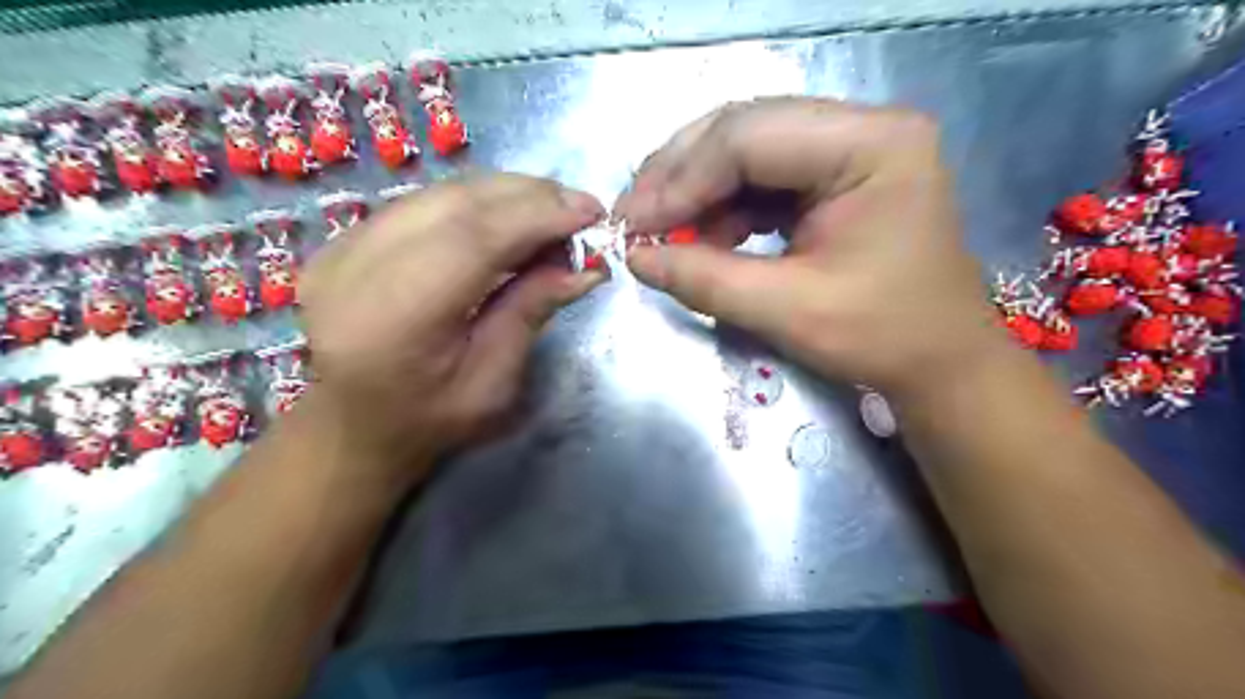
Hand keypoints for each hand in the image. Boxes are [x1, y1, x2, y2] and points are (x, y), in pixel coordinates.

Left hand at [299, 173, 605, 471]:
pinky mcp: (342, 239)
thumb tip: (585, 268)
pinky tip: (508, 215)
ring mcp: (340, 247)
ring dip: (504, 194)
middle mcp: (355, 268)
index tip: (591, 212)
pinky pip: (422, 203)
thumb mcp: (492, 383)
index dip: (536, 217)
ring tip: (552, 209)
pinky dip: (474, 202)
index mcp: (394, 319)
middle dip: (528, 197)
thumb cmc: (427, 420)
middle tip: (580, 206)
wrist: (350, 426)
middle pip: (454, 204)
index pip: (472, 240)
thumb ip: (530, 313)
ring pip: (438, 194)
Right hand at [618, 96, 1004, 399]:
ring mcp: (850, 148)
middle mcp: (863, 127)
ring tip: (663, 235)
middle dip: (680, 176)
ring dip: (697, 193)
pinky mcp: (836, 176)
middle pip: (744, 129)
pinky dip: (723, 208)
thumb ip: (705, 280)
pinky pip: (762, 178)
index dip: (681, 180)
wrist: (941, 363)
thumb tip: (635, 258)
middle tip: (634, 218)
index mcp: (871, 144)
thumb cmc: (882, 337)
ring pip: (746, 150)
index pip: (749, 137)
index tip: (633, 226)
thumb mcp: (788, 311)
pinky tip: (703, 239)